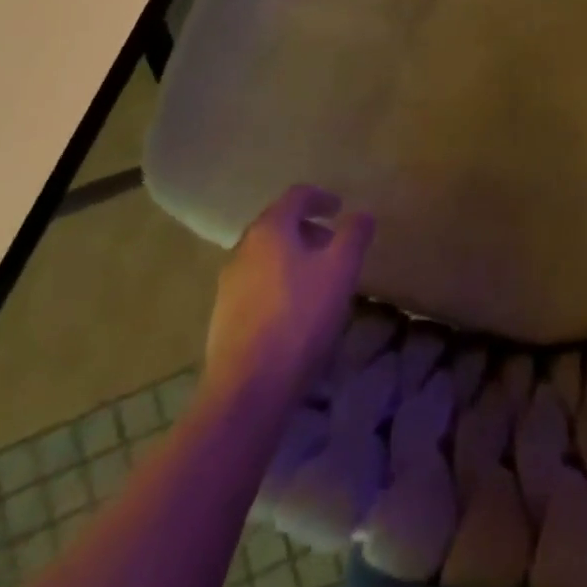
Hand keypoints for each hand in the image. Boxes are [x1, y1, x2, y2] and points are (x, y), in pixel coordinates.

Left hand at [204, 184, 373, 399]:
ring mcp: (228, 284)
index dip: (321, 197)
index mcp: (270, 230)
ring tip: (318, 279)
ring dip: (292, 257)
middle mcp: (243, 249)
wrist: (248, 389)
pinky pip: (256, 284)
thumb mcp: (340, 270)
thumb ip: (354, 235)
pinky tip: (295, 310)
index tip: (340, 208)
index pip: (296, 196)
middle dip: (307, 229)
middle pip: (278, 224)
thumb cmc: (300, 318)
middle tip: (333, 245)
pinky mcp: (224, 316)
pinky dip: (278, 283)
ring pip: (266, 256)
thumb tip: (362, 214)